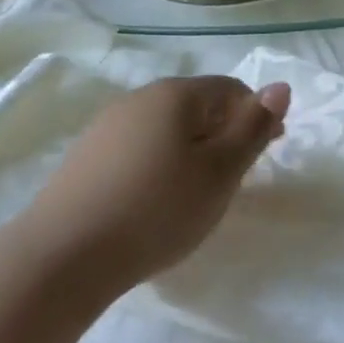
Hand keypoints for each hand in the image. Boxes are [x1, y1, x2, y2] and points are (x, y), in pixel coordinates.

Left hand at [29, 76, 290, 288]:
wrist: (62, 256)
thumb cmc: (157, 209)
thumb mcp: (221, 172)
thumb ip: (253, 128)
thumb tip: (281, 86)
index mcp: (176, 94)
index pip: (231, 89)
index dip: (256, 116)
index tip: (269, 152)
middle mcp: (139, 98)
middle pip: (197, 106)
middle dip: (223, 134)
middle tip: (234, 179)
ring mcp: (106, 126)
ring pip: (166, 129)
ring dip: (191, 151)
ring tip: (196, 193)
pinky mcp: (85, 157)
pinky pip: (138, 149)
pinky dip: (159, 166)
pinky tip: (154, 201)